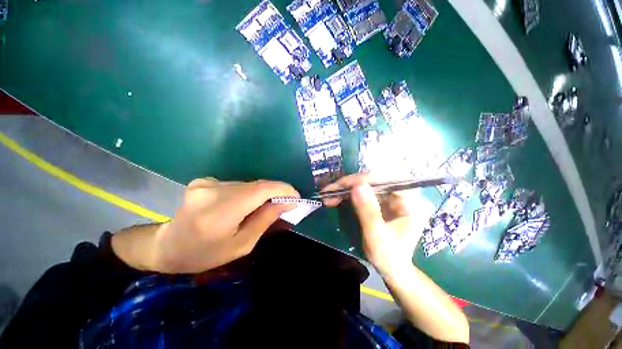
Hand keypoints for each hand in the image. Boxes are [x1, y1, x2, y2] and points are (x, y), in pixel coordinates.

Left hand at [119, 178, 298, 273]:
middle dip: (275, 193)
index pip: (259, 190)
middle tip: (285, 204)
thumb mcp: (242, 245)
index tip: (296, 196)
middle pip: (255, 185)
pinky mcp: (204, 180)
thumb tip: (288, 202)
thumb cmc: (205, 254)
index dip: (282, 189)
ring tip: (261, 209)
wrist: (167, 247)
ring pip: (247, 184)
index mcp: (218, 213)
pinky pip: (237, 185)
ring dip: (260, 194)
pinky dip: (247, 193)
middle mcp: (211, 192)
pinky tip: (242, 206)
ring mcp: (205, 183)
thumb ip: (266, 219)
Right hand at [322, 174, 427, 275]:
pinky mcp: (380, 200)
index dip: (366, 179)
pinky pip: (362, 191)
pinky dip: (348, 193)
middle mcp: (402, 194)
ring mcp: (390, 196)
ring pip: (366, 183)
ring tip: (329, 194)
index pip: (389, 179)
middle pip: (375, 179)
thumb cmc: (389, 256)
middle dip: (351, 183)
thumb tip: (357, 186)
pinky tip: (335, 197)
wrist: (391, 267)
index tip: (345, 185)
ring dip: (346, 187)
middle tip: (332, 189)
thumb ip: (368, 211)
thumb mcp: (377, 236)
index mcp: (411, 202)